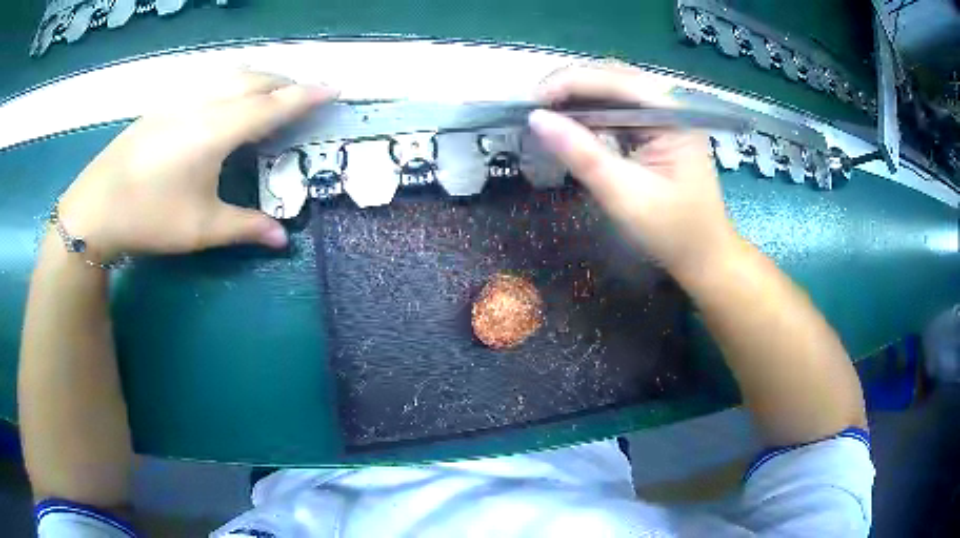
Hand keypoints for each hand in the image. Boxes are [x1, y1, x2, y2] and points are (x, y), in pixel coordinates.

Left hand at [56, 72, 337, 262]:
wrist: (95, 207)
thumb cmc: (149, 217)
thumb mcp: (201, 228)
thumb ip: (246, 227)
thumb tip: (284, 239)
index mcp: (218, 129)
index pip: (274, 105)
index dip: (307, 96)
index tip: (334, 88)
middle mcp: (204, 103)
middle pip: (256, 79)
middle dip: (286, 83)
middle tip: (304, 96)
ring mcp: (181, 99)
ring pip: (232, 74)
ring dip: (260, 78)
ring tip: (271, 94)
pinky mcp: (164, 104)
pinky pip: (211, 80)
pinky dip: (233, 82)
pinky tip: (227, 100)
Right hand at [529, 64, 737, 276]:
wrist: (705, 256)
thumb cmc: (672, 231)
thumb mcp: (624, 195)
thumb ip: (582, 154)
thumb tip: (536, 118)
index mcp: (672, 114)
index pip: (613, 80)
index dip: (567, 83)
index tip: (529, 103)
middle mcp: (670, 105)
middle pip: (612, 77)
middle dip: (569, 86)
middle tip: (534, 109)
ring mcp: (666, 116)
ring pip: (613, 91)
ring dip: (578, 98)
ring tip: (545, 115)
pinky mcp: (659, 129)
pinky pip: (620, 109)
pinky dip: (592, 113)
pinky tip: (572, 124)